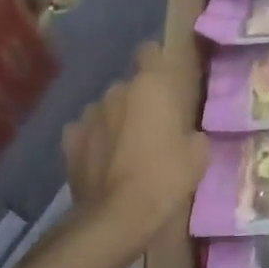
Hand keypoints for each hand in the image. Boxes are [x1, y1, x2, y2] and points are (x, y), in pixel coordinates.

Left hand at [62, 42, 209, 248]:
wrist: (116, 216)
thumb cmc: (164, 177)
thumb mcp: (198, 156)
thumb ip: (193, 134)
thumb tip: (188, 134)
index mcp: (150, 86)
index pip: (150, 51)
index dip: (157, 63)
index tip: (167, 82)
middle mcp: (116, 91)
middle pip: (129, 86)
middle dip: (139, 101)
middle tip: (153, 129)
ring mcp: (88, 114)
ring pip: (106, 109)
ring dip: (116, 121)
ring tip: (126, 150)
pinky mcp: (69, 140)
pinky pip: (86, 132)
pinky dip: (94, 141)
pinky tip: (103, 161)